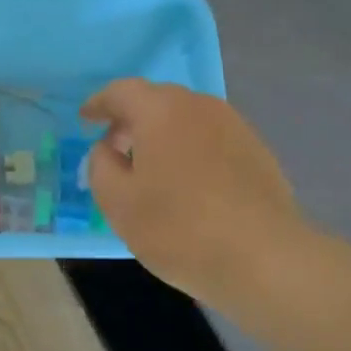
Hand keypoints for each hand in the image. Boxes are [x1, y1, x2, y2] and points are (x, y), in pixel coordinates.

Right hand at [82, 79, 303, 311]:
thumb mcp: (118, 203)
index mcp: (161, 110)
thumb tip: (107, 149)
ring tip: (151, 170)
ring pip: (187, 119)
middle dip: (131, 120)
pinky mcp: (257, 151)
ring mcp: (235, 126)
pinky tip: (188, 185)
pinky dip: (190, 150)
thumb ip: (101, 166)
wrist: (264, 259)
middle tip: (115, 149)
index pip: (122, 92)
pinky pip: (211, 139)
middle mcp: (200, 106)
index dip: (99, 104)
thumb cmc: (179, 229)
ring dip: (163, 135)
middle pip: (157, 101)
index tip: (86, 119)